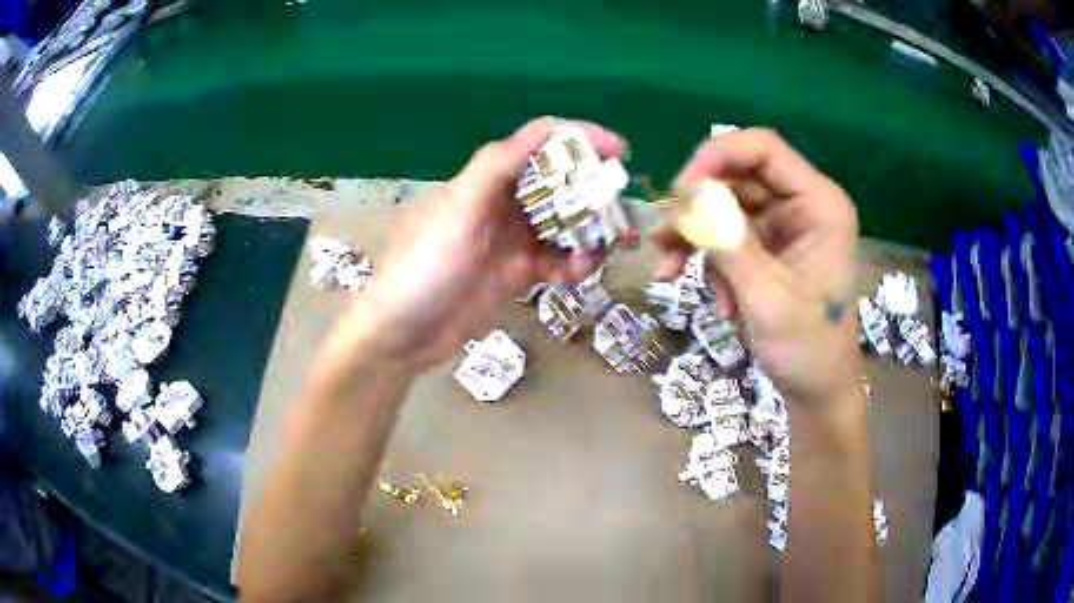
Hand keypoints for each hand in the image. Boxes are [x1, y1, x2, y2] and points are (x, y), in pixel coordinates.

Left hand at [352, 117, 626, 369]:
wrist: (402, 334)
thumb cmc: (423, 267)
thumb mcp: (456, 211)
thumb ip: (495, 167)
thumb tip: (545, 128)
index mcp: (486, 179)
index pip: (538, 144)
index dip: (579, 138)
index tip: (619, 150)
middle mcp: (502, 202)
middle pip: (558, 182)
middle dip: (593, 188)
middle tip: (623, 203)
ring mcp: (511, 239)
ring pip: (563, 223)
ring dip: (590, 229)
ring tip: (617, 241)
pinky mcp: (517, 273)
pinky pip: (556, 260)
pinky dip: (574, 262)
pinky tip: (583, 272)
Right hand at [653, 128, 861, 415]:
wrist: (818, 391)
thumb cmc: (807, 348)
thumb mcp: (765, 296)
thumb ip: (729, 241)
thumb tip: (688, 196)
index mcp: (819, 204)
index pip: (764, 149)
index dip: (718, 155)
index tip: (680, 189)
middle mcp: (802, 205)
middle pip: (738, 177)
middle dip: (698, 206)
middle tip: (664, 237)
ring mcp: (785, 227)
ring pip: (726, 208)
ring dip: (695, 238)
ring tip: (667, 271)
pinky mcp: (770, 249)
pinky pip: (729, 237)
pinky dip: (711, 263)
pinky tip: (712, 301)